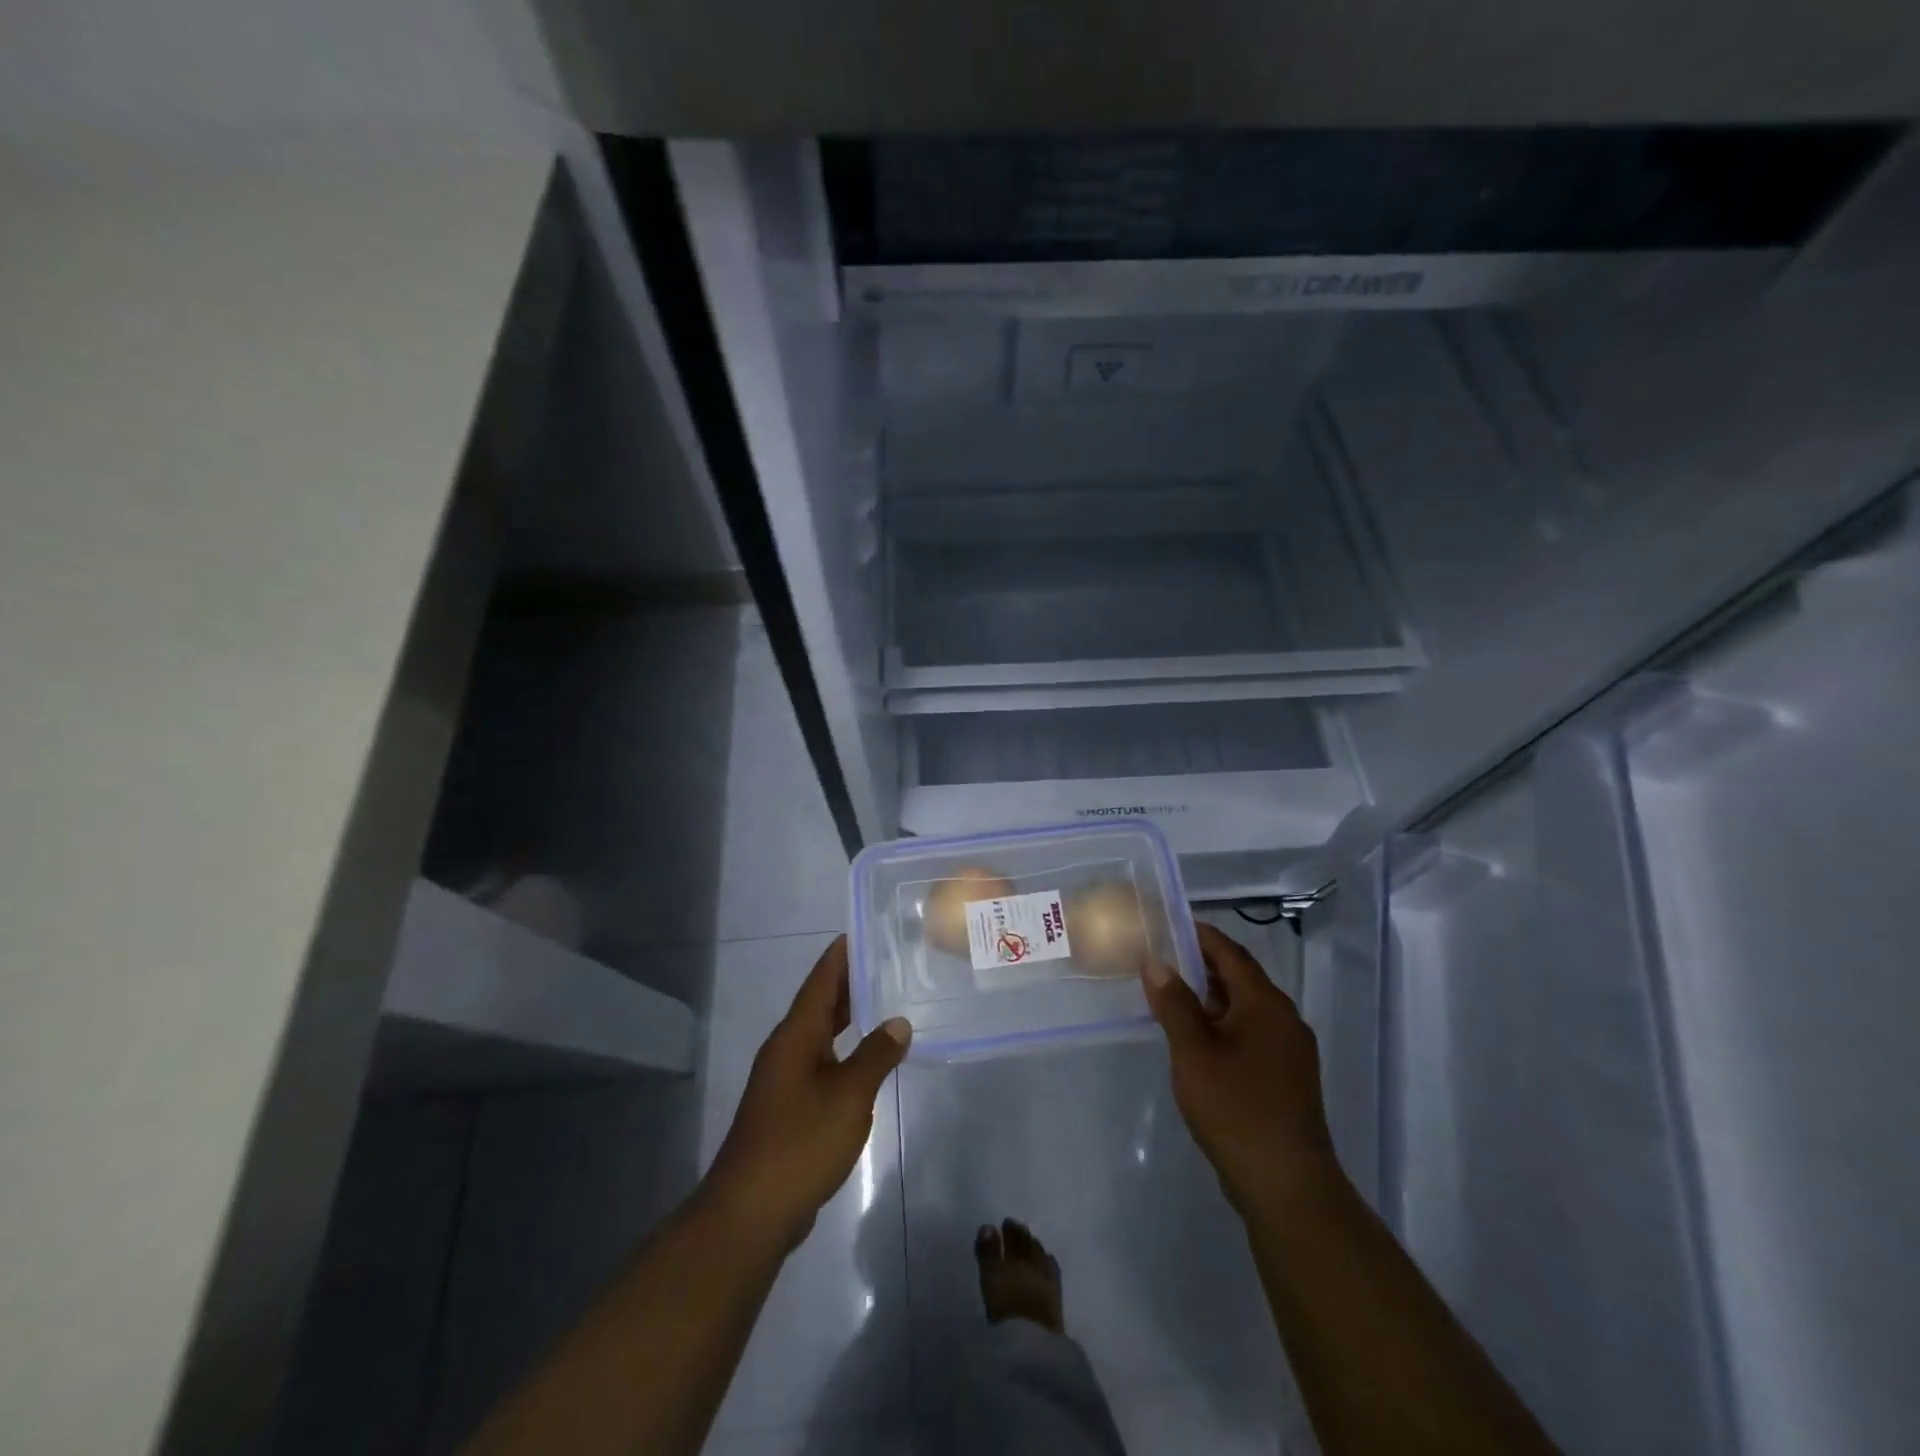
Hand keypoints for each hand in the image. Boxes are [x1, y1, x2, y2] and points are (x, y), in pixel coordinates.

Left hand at [702, 936, 911, 1250]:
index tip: (865, 931)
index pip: (821, 981)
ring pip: (820, 1034)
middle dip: (850, 982)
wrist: (751, 1211)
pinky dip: (844, 1050)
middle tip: (888, 962)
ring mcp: (784, 1080)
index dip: (842, 955)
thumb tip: (899, 1021)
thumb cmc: (801, 1142)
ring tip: (885, 1002)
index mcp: (796, 1036)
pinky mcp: (788, 1107)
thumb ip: (876, 1055)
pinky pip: (821, 1062)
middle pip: (819, 1003)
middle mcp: (786, 1049)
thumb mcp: (849, 1096)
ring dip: (848, 1017)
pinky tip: (867, 1060)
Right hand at [1142, 922, 1343, 1216]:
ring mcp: (1289, 1051)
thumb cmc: (1236, 1108)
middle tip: (1162, 957)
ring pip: (1245, 1009)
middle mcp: (1284, 1020)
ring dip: (1211, 997)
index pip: (1231, 953)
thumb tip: (1156, 962)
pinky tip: (1197, 1039)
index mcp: (1266, 1004)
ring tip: (1171, 994)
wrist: (1286, 1185)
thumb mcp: (1193, 1051)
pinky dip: (1222, 1024)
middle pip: (1241, 979)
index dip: (1200, 935)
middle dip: (1202, 965)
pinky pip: (1251, 1034)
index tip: (1170, 923)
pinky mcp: (1286, 1078)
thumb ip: (1174, 1003)